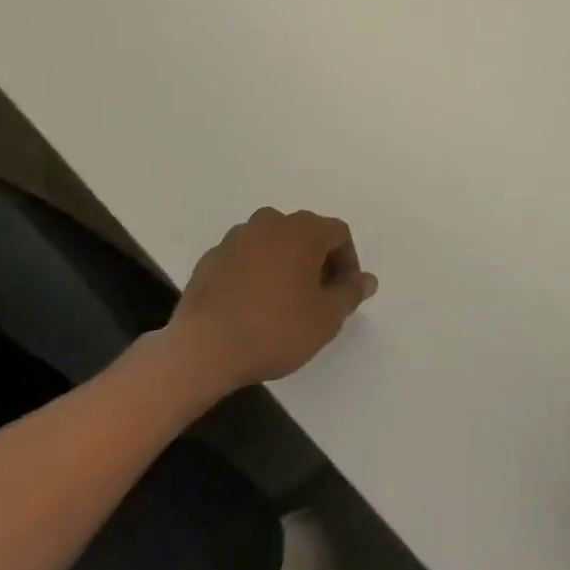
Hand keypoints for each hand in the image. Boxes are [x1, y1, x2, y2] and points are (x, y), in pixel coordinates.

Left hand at [168, 208, 377, 391]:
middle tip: (317, 299)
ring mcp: (238, 237)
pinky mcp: (212, 257)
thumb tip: (367, 279)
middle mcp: (271, 221)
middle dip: (318, 261)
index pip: (338, 233)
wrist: (202, 348)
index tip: (342, 294)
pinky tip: (252, 305)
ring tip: (284, 302)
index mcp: (303, 230)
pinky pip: (247, 257)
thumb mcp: (325, 318)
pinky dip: (257, 272)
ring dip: (286, 264)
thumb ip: (350, 293)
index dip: (348, 262)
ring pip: (274, 243)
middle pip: (306, 233)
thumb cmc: (274, 329)